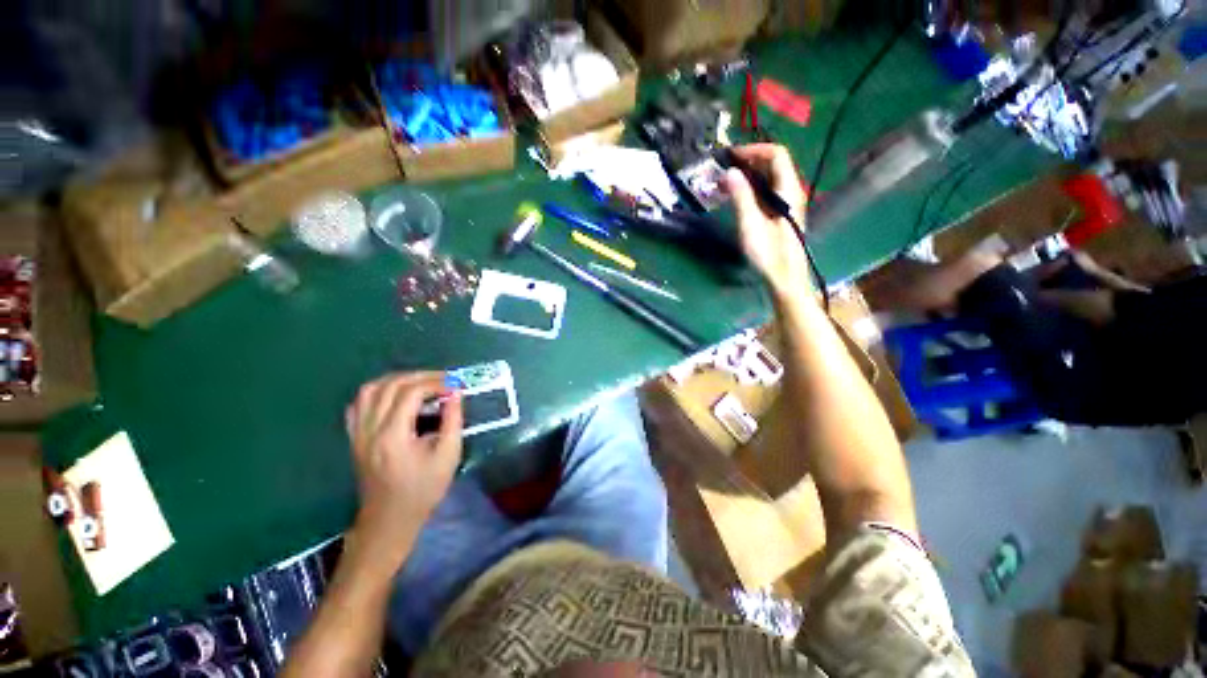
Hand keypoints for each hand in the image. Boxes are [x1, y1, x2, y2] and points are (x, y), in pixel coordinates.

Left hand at [345, 372, 462, 566]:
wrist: (389, 519)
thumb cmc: (423, 490)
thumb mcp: (448, 456)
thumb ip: (453, 420)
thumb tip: (455, 393)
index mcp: (393, 435)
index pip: (411, 393)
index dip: (436, 383)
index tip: (456, 386)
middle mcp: (370, 429)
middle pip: (390, 385)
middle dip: (420, 376)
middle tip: (444, 380)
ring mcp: (358, 433)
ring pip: (370, 390)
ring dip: (398, 379)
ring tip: (421, 383)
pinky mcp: (354, 437)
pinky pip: (359, 404)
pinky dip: (378, 392)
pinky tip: (395, 396)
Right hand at [722, 144, 810, 295]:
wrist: (785, 279)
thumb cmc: (768, 253)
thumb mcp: (751, 225)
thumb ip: (741, 197)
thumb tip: (729, 172)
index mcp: (788, 190)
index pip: (776, 155)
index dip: (754, 150)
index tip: (730, 157)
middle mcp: (792, 192)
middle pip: (774, 165)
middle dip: (748, 162)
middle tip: (724, 169)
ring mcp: (787, 204)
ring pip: (770, 179)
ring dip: (748, 176)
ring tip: (726, 183)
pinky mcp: (781, 215)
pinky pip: (767, 193)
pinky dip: (751, 189)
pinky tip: (737, 198)